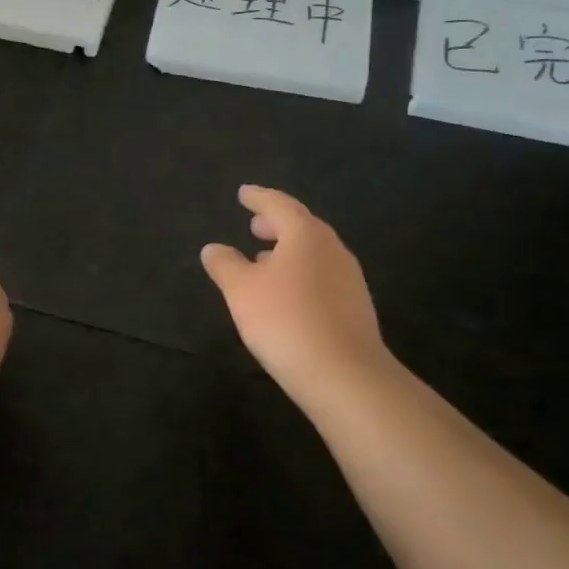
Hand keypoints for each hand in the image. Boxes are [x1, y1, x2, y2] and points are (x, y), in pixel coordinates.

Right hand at [201, 186, 396, 411]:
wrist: (344, 374)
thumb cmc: (285, 320)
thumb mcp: (241, 290)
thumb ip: (225, 264)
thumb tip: (214, 248)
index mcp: (305, 235)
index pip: (279, 204)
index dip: (259, 198)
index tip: (244, 193)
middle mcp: (332, 249)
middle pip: (302, 227)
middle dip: (276, 224)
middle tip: (254, 226)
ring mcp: (349, 279)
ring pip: (314, 253)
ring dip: (289, 251)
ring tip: (264, 261)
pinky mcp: (355, 307)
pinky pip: (322, 277)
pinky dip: (301, 274)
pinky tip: (286, 294)